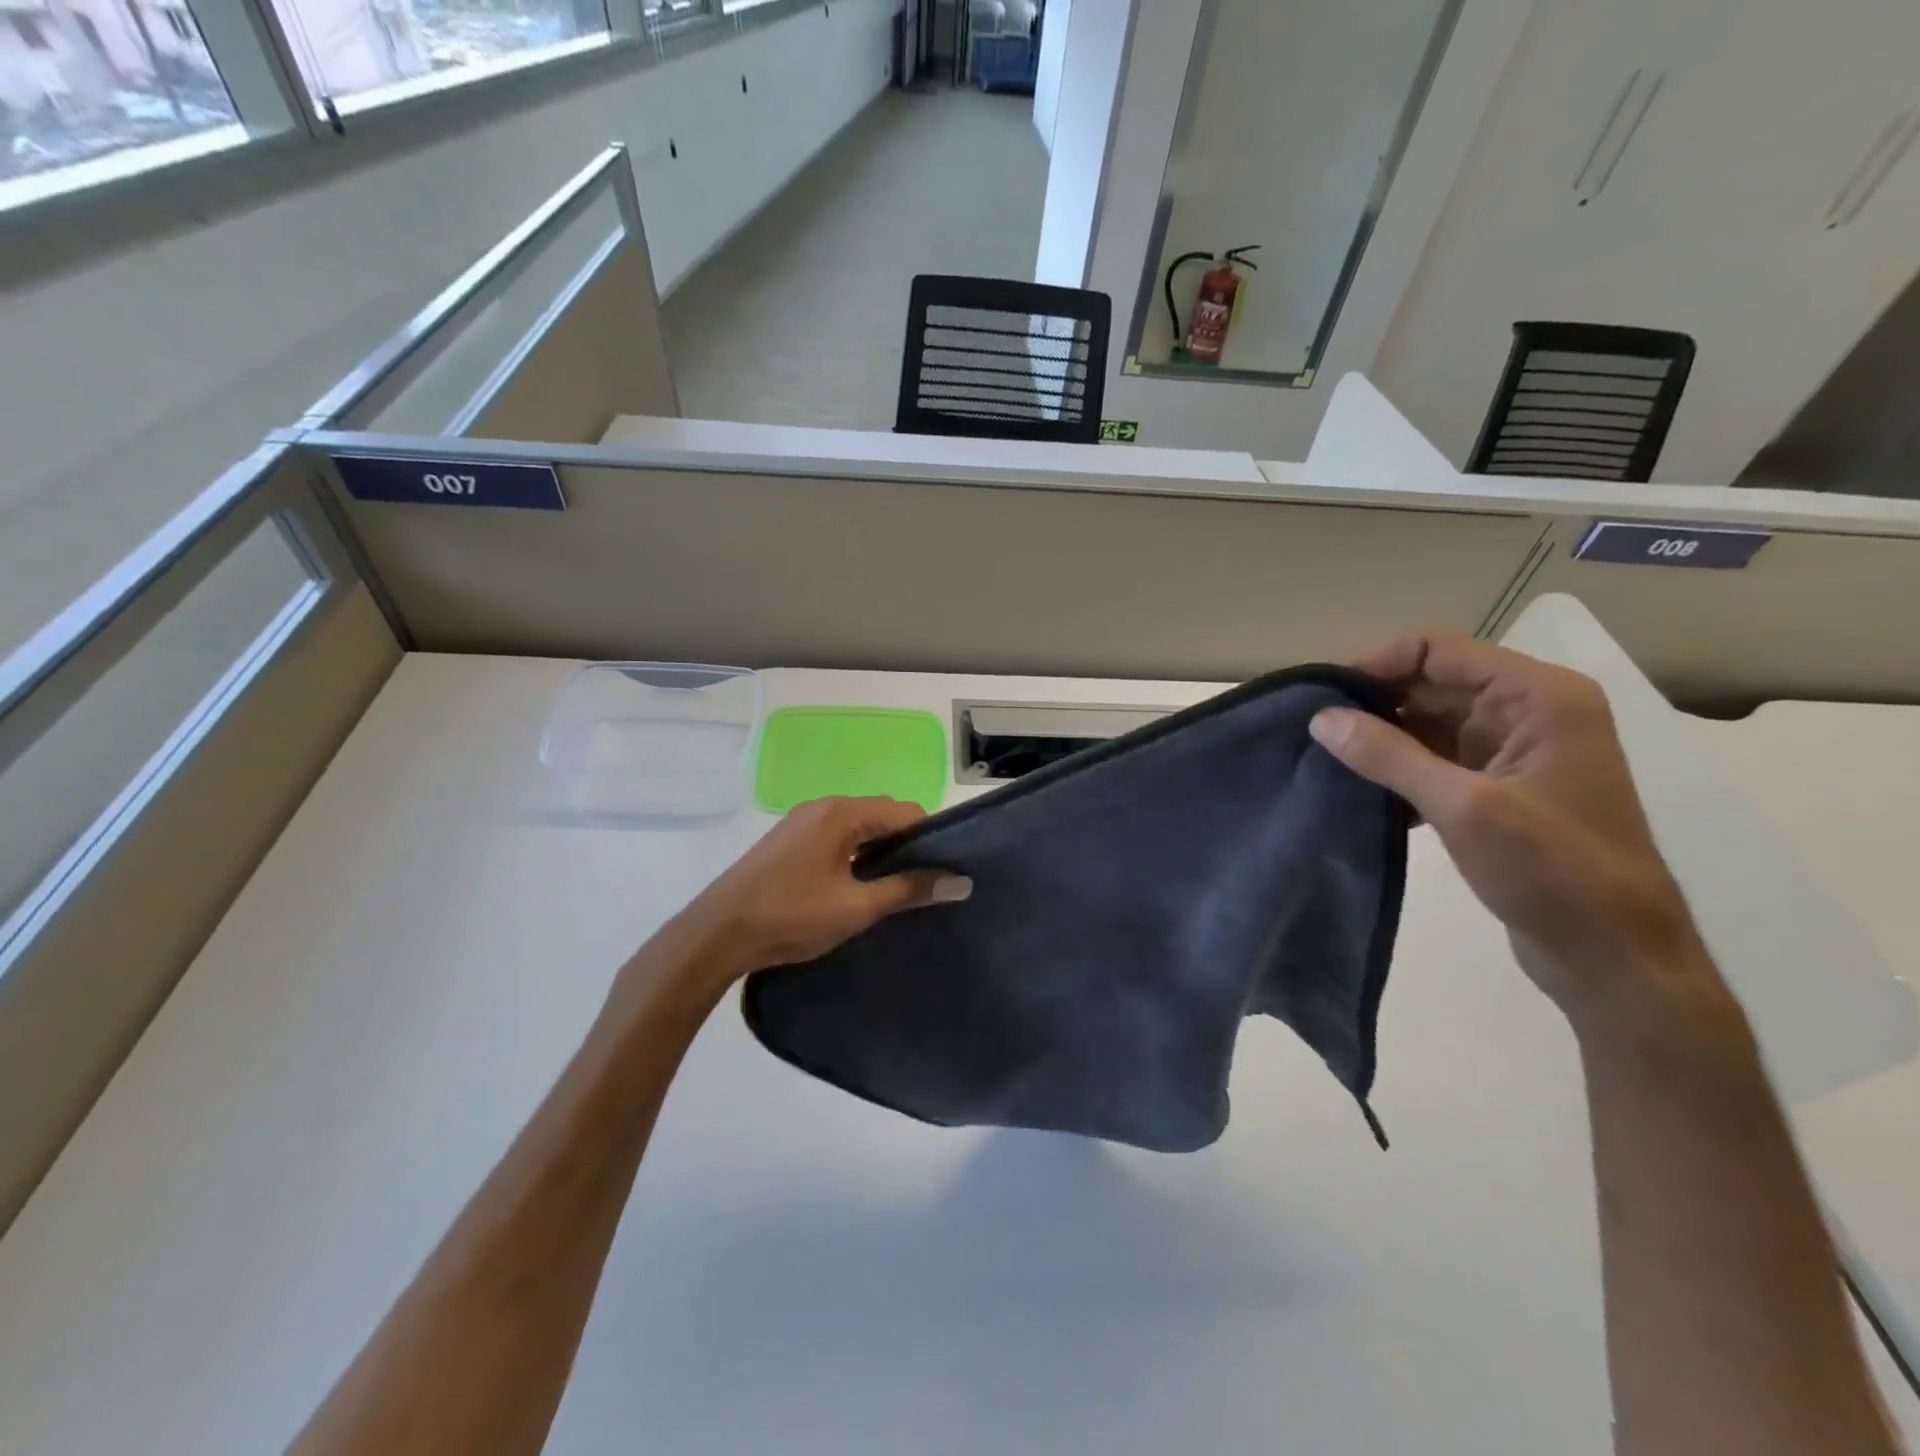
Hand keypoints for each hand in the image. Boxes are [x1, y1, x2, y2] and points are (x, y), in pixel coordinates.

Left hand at [677, 797, 970, 982]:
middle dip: (905, 847)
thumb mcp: (856, 907)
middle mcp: (822, 807)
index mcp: (841, 812)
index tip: (944, 872)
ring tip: (894, 892)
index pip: (905, 812)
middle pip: (881, 816)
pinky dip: (854, 856)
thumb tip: (960, 881)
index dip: (930, 840)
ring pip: (858, 829)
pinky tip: (855, 889)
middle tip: (922, 886)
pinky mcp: (787, 842)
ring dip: (878, 854)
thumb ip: (909, 890)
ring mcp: (801, 823)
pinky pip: (835, 838)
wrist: (715, 935)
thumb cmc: (790, 917)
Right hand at [1308, 632, 1723, 1030]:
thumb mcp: (1464, 807)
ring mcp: (1512, 751)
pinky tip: (1359, 790)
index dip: (1375, 666)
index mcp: (1538, 697)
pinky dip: (1396, 768)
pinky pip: (1433, 759)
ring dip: (1379, 739)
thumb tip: (1320, 718)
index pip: (1438, 651)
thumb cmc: (1554, 872)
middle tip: (1311, 731)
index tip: (1320, 698)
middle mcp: (1527, 711)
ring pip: (1427, 722)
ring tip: (1323, 758)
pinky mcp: (1496, 788)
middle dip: (1371, 704)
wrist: (1613, 956)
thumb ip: (1388, 756)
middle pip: (1430, 684)